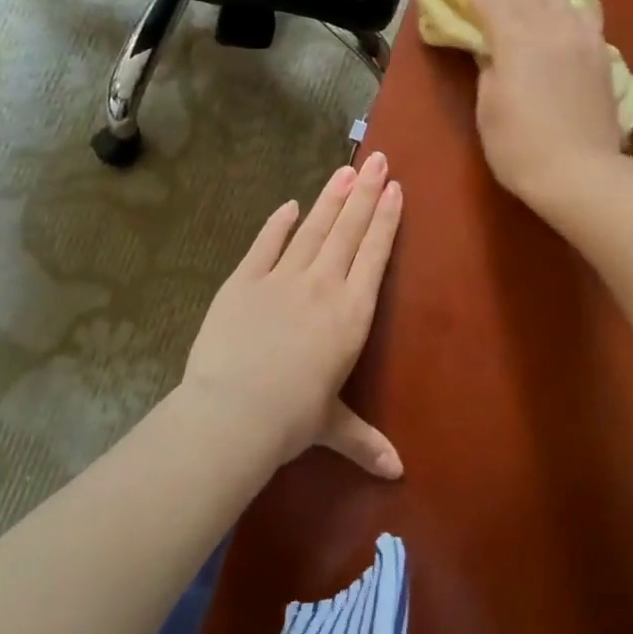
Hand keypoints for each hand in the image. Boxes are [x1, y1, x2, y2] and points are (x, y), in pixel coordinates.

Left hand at [182, 153, 405, 478]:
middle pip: (349, 230)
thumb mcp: (332, 427)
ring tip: (346, 170)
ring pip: (313, 229)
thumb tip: (398, 473)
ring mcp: (282, 278)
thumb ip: (365, 440)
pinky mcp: (244, 280)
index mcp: (351, 313)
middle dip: (366, 193)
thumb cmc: (293, 419)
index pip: (375, 255)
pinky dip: (278, 223)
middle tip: (379, 160)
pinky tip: (290, 204)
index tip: (396, 189)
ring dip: (331, 198)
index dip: (387, 219)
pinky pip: (265, 244)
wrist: (234, 411)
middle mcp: (323, 285)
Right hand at [463, 0, 624, 211]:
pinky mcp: (601, 59)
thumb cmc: (519, 146)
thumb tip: (492, 50)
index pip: (491, 6)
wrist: (579, 172)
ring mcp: (580, 42)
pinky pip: (589, 20)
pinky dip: (578, 6)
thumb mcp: (489, 109)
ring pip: (562, 1)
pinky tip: (577, 4)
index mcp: (514, 42)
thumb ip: (490, 71)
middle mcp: (548, 31)